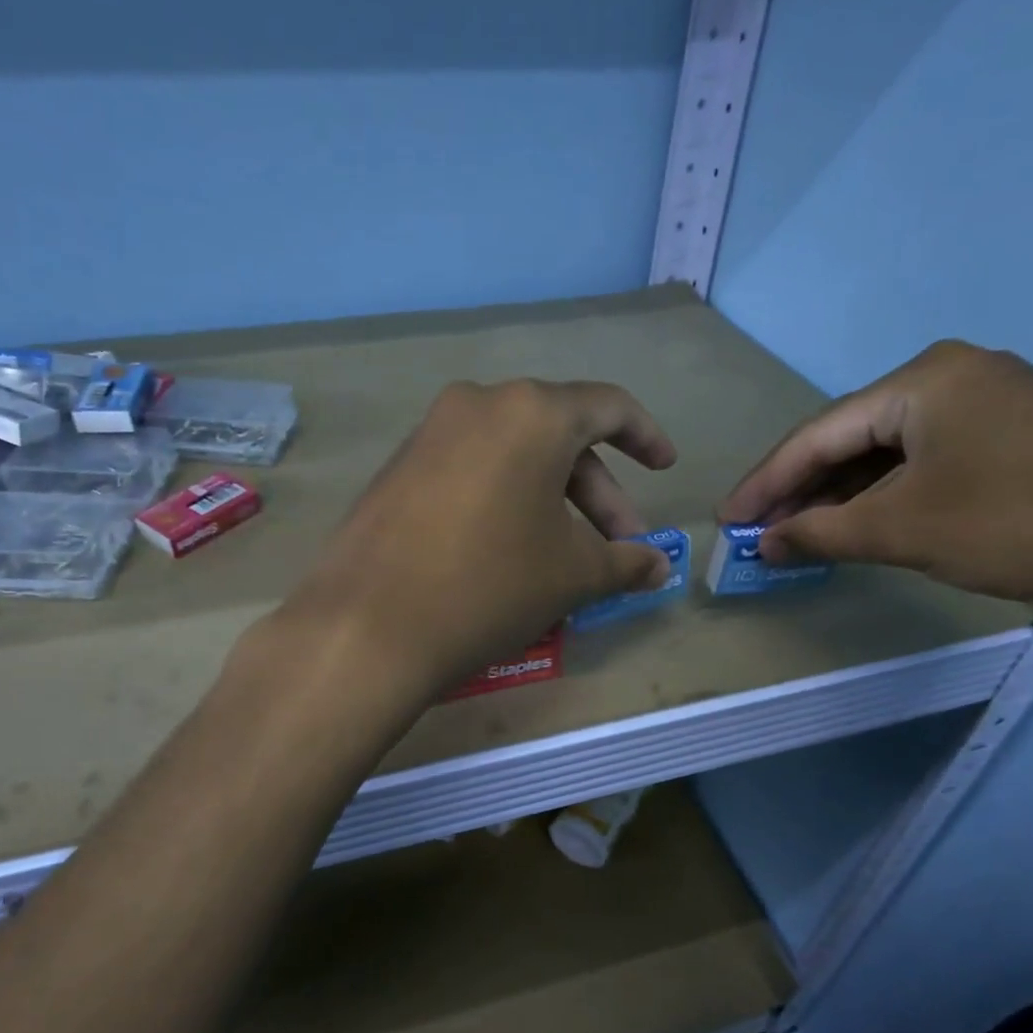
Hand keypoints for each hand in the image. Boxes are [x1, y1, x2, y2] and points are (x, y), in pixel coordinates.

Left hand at [283, 378, 677, 696]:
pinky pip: (470, 473)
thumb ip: (624, 562)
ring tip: (565, 559)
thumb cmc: (490, 586)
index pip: (607, 407)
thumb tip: (657, 566)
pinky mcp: (397, 470)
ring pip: (511, 458)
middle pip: (558, 437)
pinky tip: (508, 552)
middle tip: (618, 549)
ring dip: (550, 502)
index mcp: (531, 412)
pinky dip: (503, 502)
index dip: (645, 436)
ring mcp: (429, 435)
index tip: (664, 468)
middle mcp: (477, 405)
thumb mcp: (571, 575)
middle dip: (597, 494)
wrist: (368, 627)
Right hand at [720, 340, 1032, 612]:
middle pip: (852, 437)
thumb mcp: (902, 530)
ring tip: (803, 534)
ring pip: (890, 451)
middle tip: (761, 533)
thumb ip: (820, 533)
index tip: (727, 521)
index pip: (817, 434)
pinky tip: (867, 522)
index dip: (765, 483)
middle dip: (802, 490)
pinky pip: (928, 458)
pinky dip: (889, 493)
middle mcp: (954, 375)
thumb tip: (763, 543)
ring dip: (843, 495)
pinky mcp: (1019, 431)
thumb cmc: (1019, 522)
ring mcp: (993, 400)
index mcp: (922, 380)